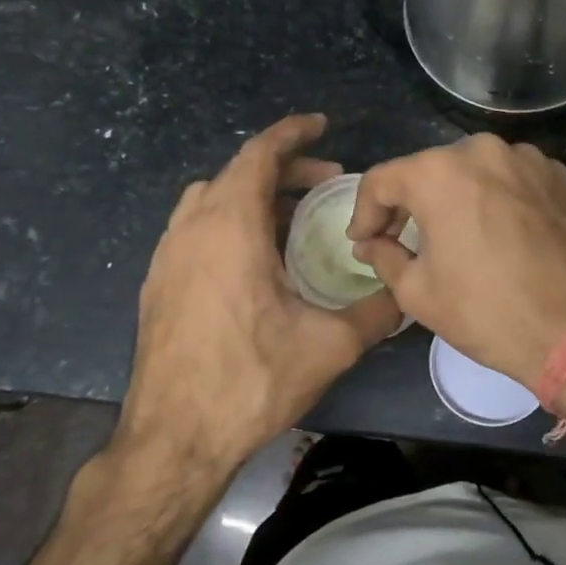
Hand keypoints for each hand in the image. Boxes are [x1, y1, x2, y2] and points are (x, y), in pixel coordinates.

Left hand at [121, 114, 400, 471]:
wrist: (174, 439)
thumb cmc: (251, 381)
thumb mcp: (330, 346)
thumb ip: (376, 313)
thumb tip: (408, 295)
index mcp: (230, 228)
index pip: (258, 155)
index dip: (292, 133)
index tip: (322, 125)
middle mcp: (191, 230)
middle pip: (236, 173)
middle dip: (283, 169)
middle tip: (326, 185)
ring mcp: (167, 257)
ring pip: (210, 199)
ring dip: (252, 195)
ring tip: (291, 218)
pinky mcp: (157, 284)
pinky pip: (195, 229)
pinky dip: (228, 222)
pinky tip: (254, 261)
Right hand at [348, 134, 565, 389]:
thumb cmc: (487, 313)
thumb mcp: (417, 293)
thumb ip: (383, 256)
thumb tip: (370, 242)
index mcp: (439, 173)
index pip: (382, 180)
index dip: (364, 212)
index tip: (363, 240)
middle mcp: (482, 150)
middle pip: (429, 171)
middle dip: (410, 204)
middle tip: (402, 239)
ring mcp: (527, 159)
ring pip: (473, 171)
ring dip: (456, 198)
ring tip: (455, 237)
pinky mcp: (559, 176)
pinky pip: (511, 179)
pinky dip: (496, 198)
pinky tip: (499, 233)